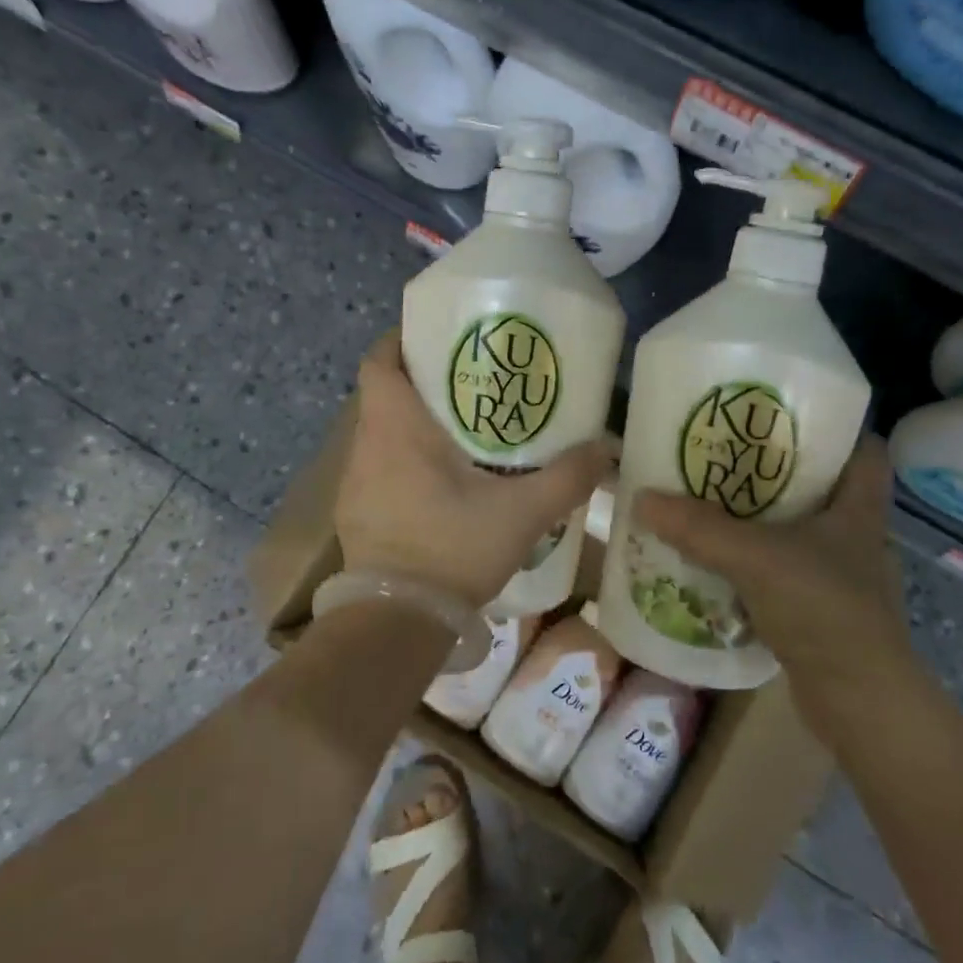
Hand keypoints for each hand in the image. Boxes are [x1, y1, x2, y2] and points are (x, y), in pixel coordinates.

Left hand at [335, 334, 614, 610]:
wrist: (396, 623)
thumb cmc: (452, 549)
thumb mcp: (522, 512)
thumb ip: (567, 477)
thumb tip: (607, 448)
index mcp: (396, 428)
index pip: (379, 361)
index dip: (401, 342)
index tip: (438, 339)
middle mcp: (367, 447)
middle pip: (384, 395)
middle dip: (422, 383)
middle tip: (471, 384)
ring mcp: (355, 484)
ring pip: (382, 434)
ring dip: (414, 425)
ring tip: (463, 431)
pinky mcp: (358, 514)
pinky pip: (380, 469)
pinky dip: (406, 462)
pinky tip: (443, 483)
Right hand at [634, 437, 913, 712]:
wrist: (860, 704)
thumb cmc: (825, 611)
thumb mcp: (757, 558)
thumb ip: (700, 528)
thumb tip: (643, 497)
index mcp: (860, 508)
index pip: (865, 448)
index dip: (836, 426)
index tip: (787, 413)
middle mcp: (856, 536)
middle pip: (822, 486)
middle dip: (778, 470)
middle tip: (727, 453)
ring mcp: (841, 576)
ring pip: (799, 531)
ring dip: (761, 519)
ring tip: (712, 502)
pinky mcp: (822, 611)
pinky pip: (784, 571)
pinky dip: (755, 563)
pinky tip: (719, 561)